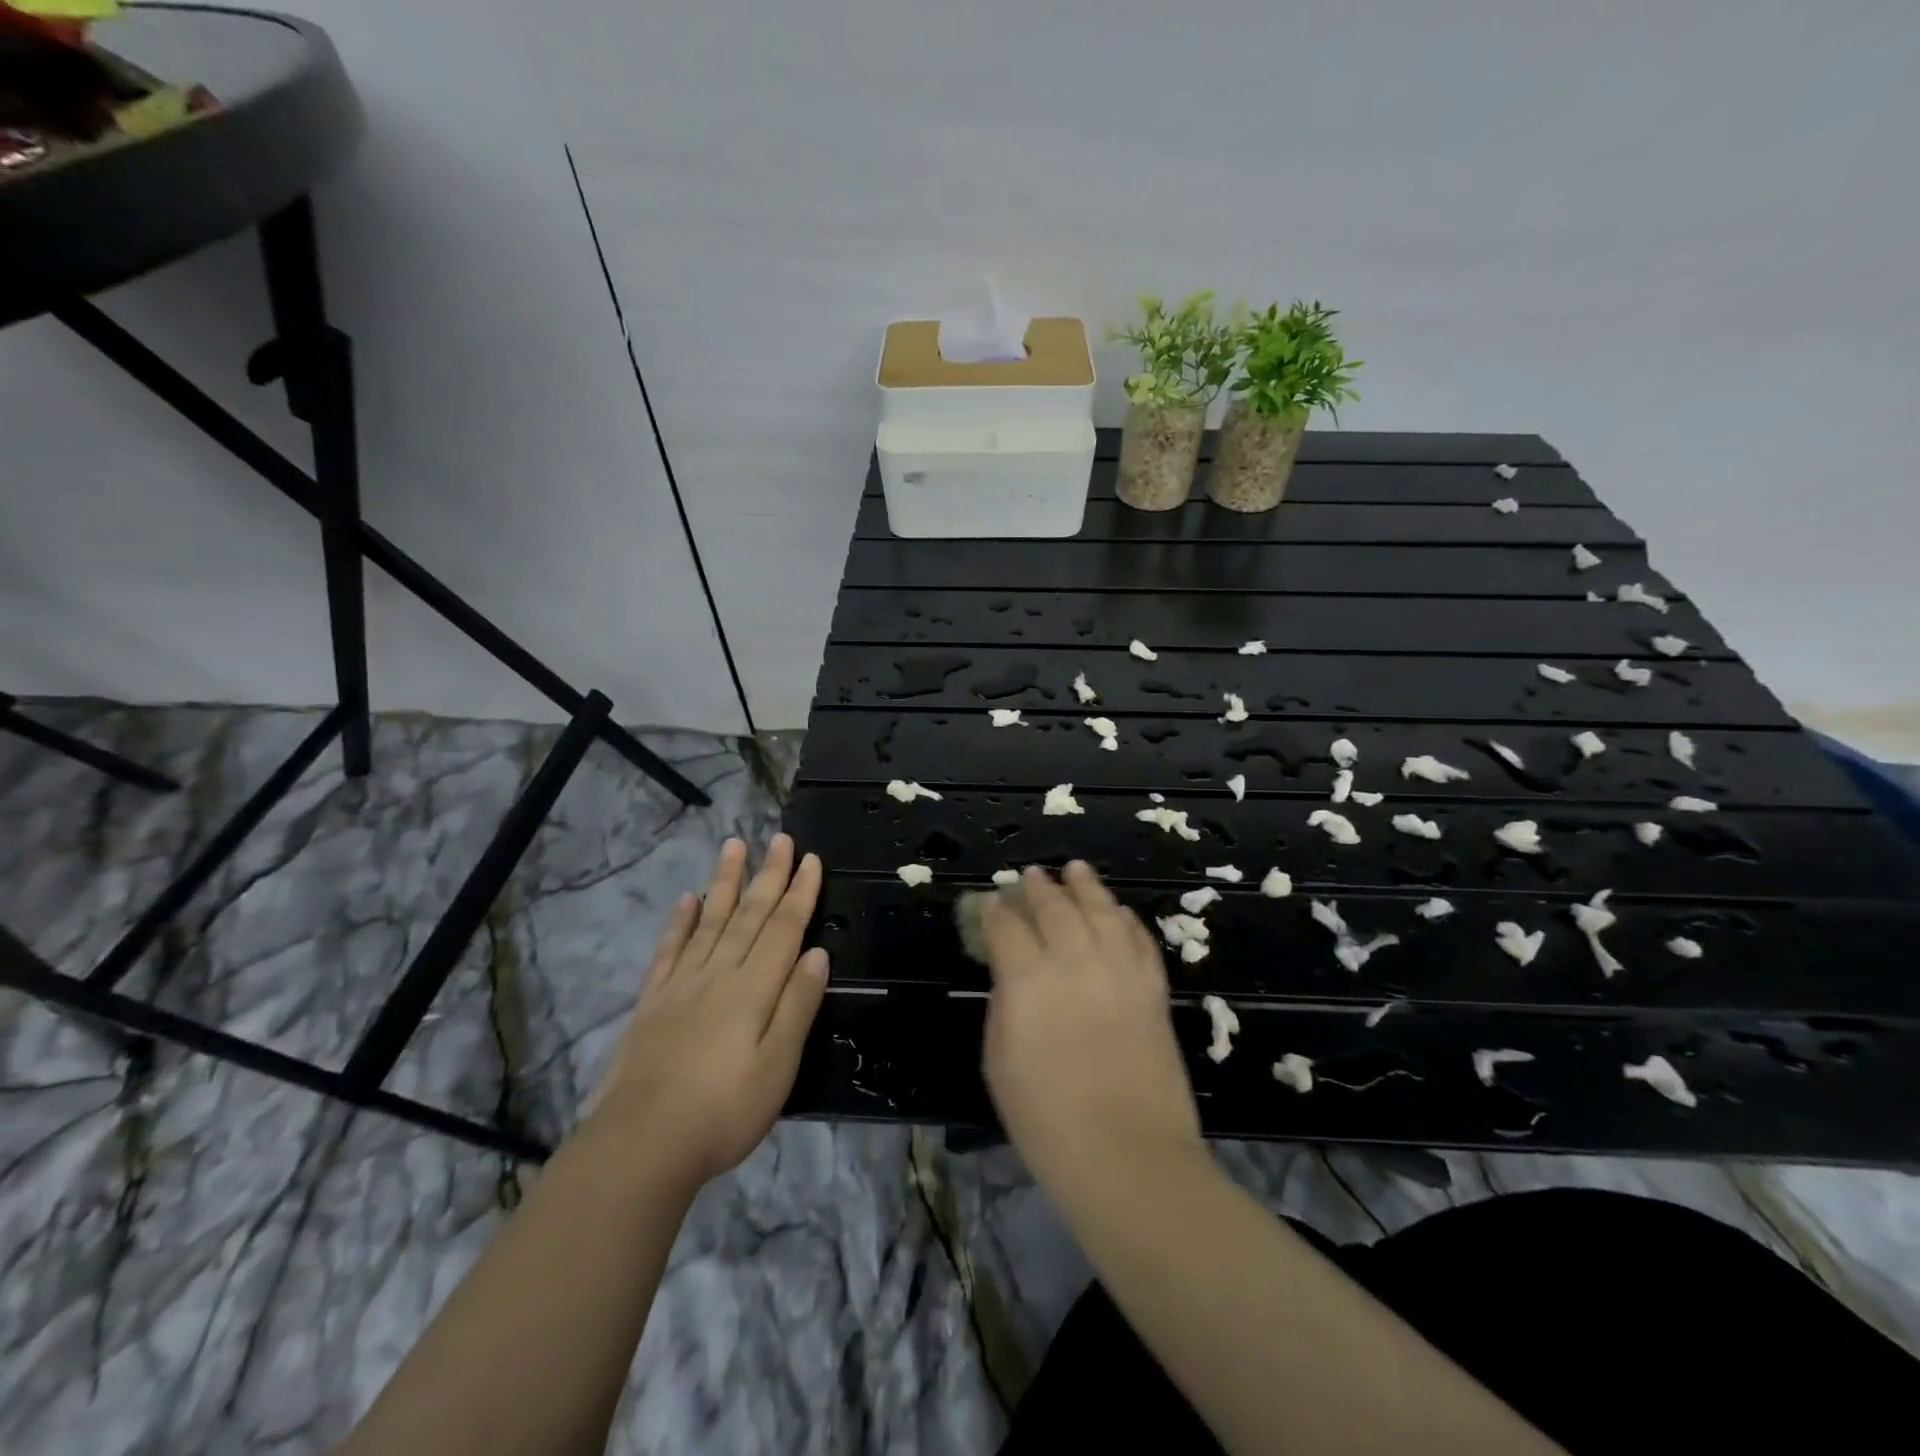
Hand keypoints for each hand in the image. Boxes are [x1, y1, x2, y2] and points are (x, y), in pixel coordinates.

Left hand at [586, 834, 828, 1189]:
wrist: (640, 1145)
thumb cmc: (723, 1111)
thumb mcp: (778, 1066)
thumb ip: (797, 1006)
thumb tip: (817, 954)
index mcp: (753, 989)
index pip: (783, 928)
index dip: (799, 893)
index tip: (811, 859)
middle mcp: (718, 974)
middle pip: (748, 915)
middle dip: (768, 875)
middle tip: (780, 838)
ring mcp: (681, 985)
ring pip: (709, 920)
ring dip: (725, 881)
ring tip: (734, 846)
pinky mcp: (652, 1002)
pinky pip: (669, 950)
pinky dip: (680, 922)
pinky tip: (687, 900)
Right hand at [980, 862, 1202, 1197]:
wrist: (1129, 1159)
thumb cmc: (1048, 1122)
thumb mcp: (999, 1064)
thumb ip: (1004, 1006)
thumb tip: (1011, 975)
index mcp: (1027, 980)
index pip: (1006, 927)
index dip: (994, 912)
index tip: (989, 904)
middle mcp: (1074, 962)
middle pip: (1054, 907)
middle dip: (1037, 888)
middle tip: (1030, 876)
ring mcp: (1119, 971)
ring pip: (1101, 910)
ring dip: (1085, 885)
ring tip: (1075, 868)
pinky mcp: (1153, 988)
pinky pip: (1139, 938)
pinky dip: (1126, 919)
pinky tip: (1117, 910)